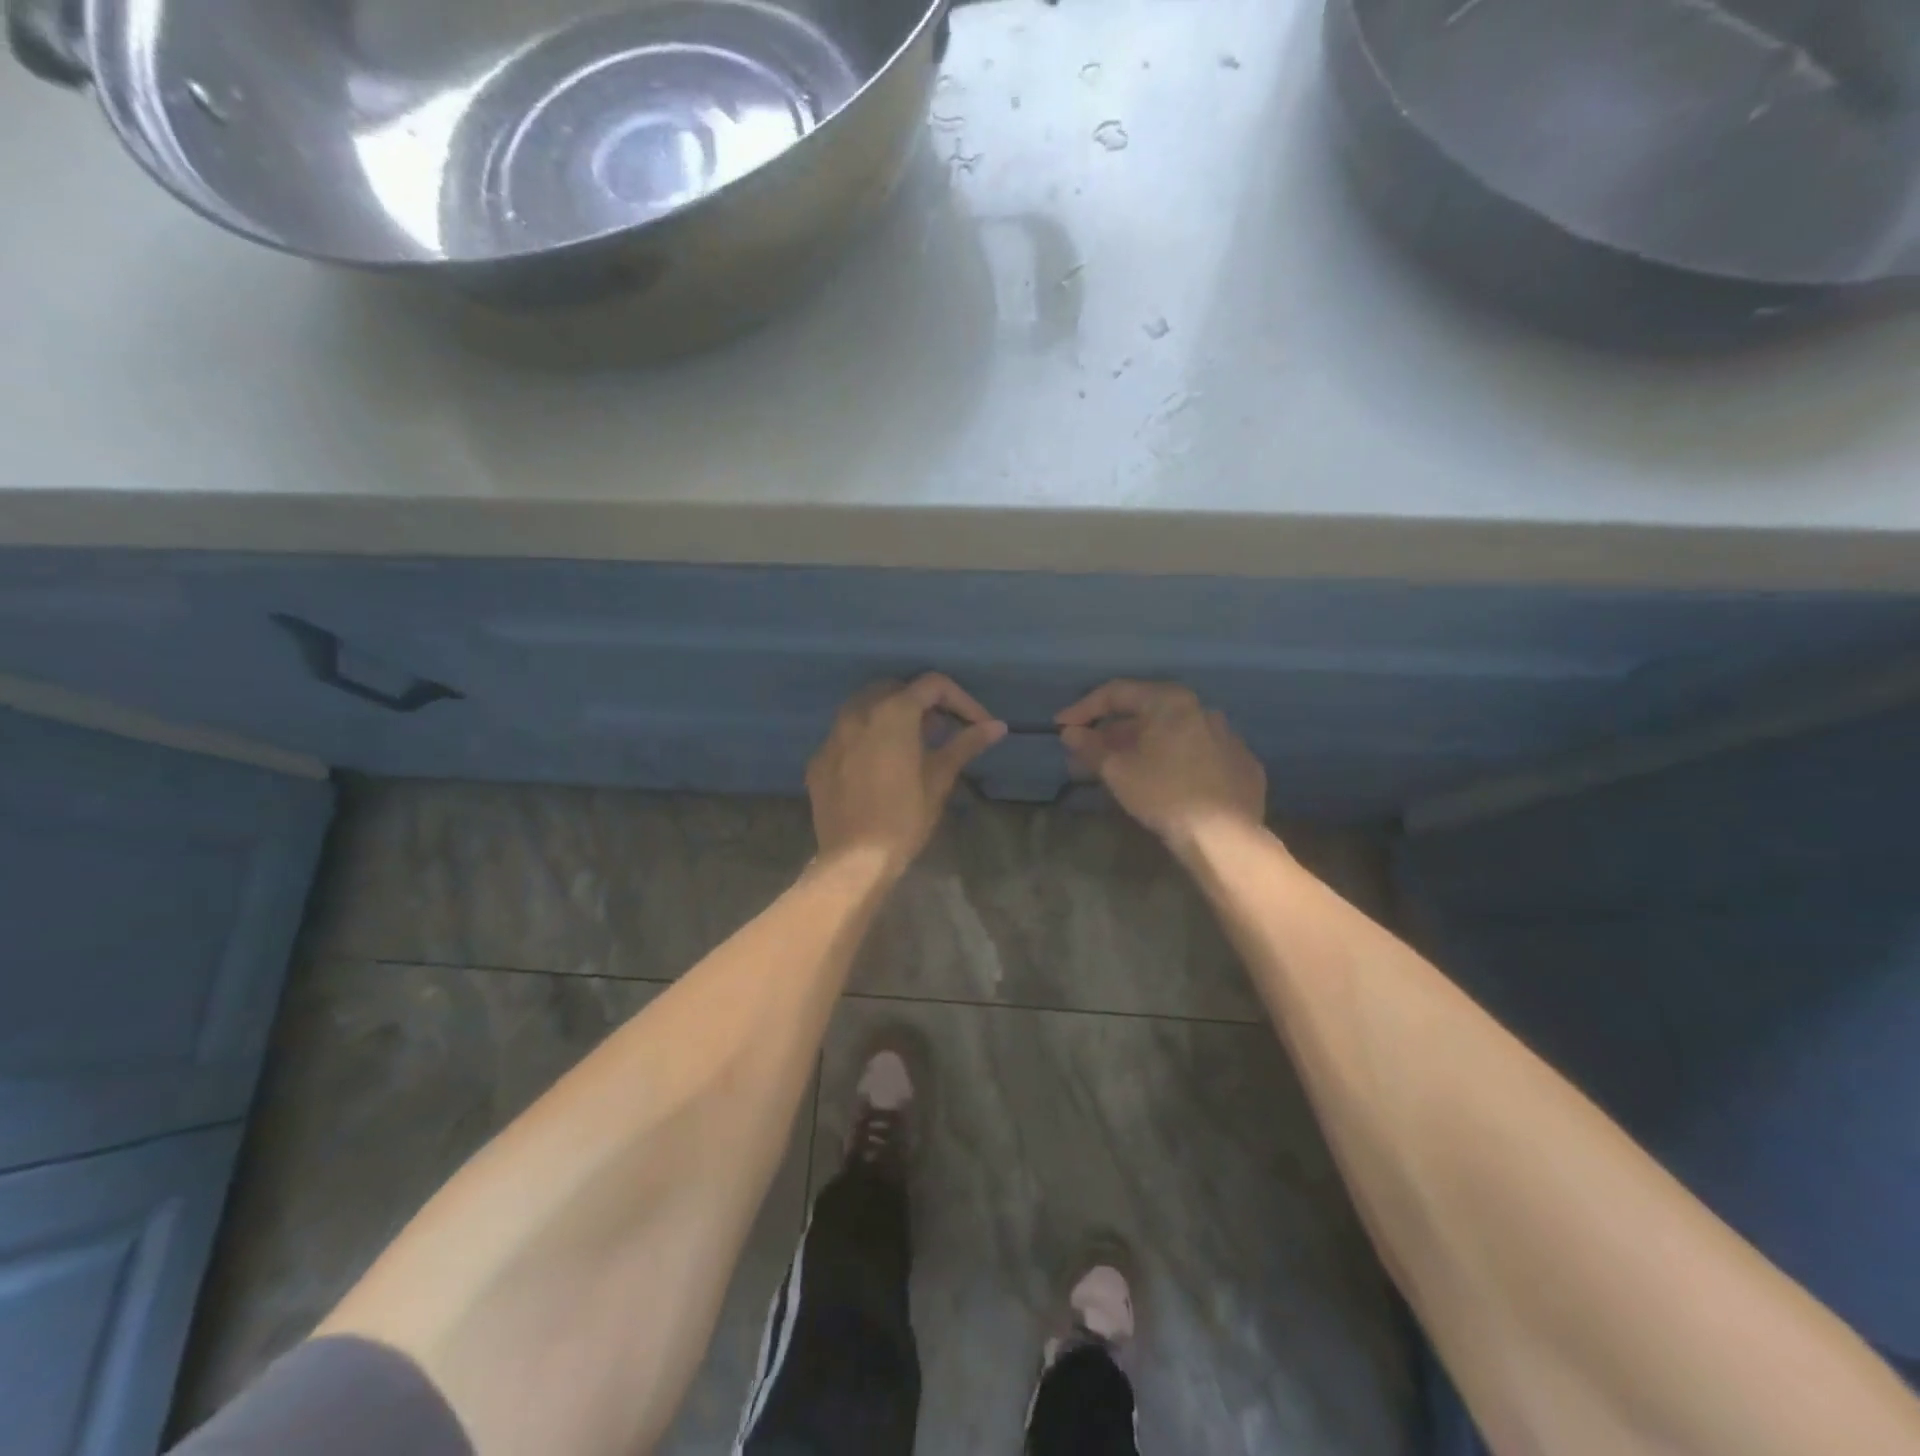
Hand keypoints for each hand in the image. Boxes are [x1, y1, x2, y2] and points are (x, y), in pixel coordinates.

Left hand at [808, 674, 1006, 870]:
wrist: (853, 860)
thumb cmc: (903, 818)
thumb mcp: (939, 779)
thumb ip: (965, 744)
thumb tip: (997, 726)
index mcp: (892, 713)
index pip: (932, 685)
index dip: (961, 700)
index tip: (977, 725)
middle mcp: (858, 713)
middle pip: (896, 689)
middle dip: (924, 703)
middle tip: (944, 731)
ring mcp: (833, 735)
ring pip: (866, 707)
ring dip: (893, 716)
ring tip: (914, 746)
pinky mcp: (819, 758)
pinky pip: (847, 734)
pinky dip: (868, 737)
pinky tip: (881, 766)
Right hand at [1056, 680, 1265, 856]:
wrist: (1224, 837)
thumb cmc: (1164, 794)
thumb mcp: (1118, 771)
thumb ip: (1091, 747)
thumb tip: (1071, 733)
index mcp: (1171, 702)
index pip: (1117, 693)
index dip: (1083, 709)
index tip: (1061, 727)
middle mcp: (1202, 710)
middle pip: (1146, 714)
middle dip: (1112, 733)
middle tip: (1087, 754)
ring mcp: (1227, 737)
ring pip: (1174, 734)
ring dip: (1143, 747)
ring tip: (1121, 770)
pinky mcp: (1242, 765)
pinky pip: (1198, 755)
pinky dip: (1175, 762)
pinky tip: (1163, 783)